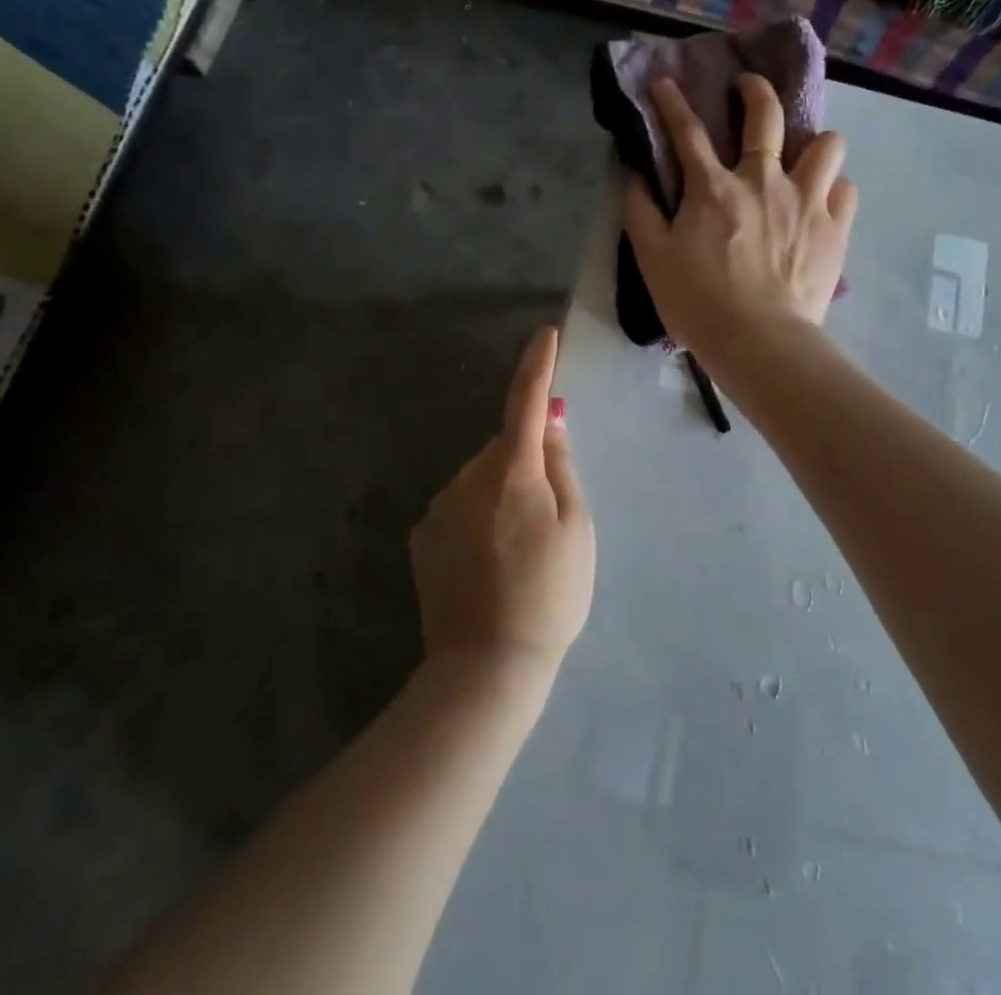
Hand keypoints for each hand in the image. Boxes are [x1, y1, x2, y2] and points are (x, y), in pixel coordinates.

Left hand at [412, 326, 594, 680]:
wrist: (486, 667)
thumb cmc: (550, 595)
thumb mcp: (577, 529)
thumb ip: (561, 467)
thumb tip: (549, 421)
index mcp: (512, 472)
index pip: (526, 401)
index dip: (538, 365)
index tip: (545, 334)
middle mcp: (468, 478)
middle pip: (504, 448)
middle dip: (525, 462)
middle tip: (548, 517)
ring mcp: (439, 507)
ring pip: (481, 479)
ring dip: (501, 493)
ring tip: (518, 552)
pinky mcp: (422, 536)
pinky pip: (459, 506)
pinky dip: (477, 518)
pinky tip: (488, 564)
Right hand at [622, 74, 856, 370]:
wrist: (759, 342)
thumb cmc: (698, 303)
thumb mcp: (652, 259)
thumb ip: (640, 210)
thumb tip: (634, 174)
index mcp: (713, 189)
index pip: (688, 132)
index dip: (672, 103)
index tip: (665, 84)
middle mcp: (763, 181)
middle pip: (766, 114)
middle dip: (755, 90)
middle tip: (748, 89)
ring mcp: (806, 200)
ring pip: (826, 143)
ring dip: (813, 143)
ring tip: (802, 159)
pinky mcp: (835, 227)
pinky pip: (845, 188)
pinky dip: (833, 188)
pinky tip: (822, 201)